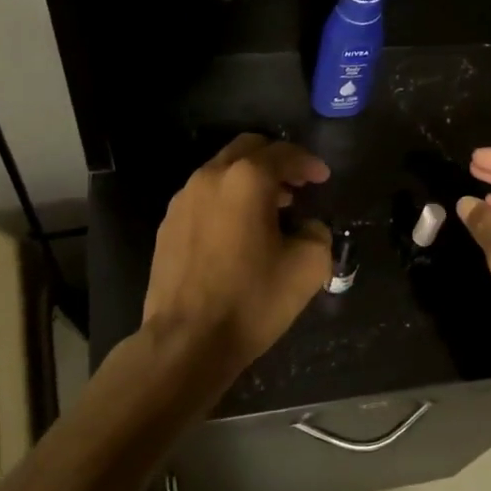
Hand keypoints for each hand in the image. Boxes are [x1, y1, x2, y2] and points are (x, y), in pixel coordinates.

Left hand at [142, 134, 332, 382]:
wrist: (187, 341)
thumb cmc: (252, 299)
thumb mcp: (308, 266)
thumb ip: (317, 232)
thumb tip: (307, 226)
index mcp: (247, 179)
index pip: (284, 153)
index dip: (309, 163)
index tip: (323, 178)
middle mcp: (210, 177)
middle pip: (249, 149)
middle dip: (277, 161)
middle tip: (298, 185)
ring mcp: (183, 200)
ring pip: (223, 171)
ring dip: (250, 180)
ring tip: (272, 209)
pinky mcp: (168, 224)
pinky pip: (204, 196)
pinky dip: (227, 200)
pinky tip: (239, 231)